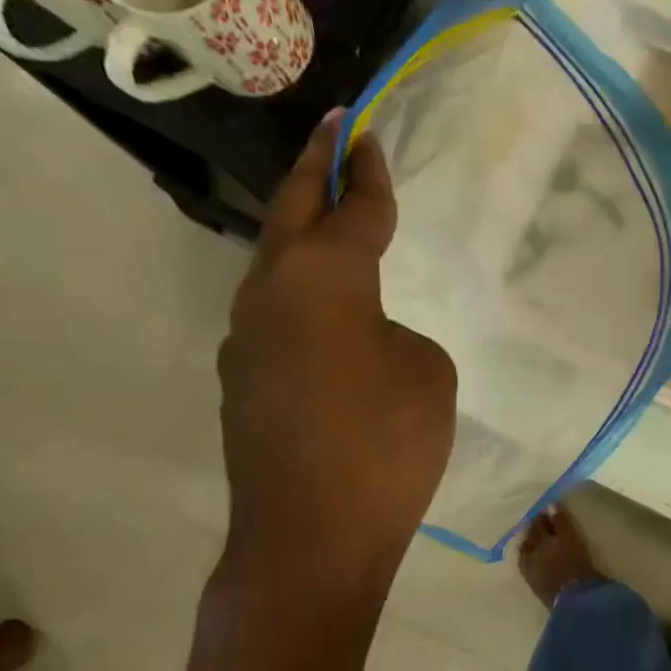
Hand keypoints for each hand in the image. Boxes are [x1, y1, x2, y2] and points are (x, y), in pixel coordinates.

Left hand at [216, 117, 455, 587]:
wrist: (312, 538)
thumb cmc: (387, 445)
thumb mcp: (428, 375)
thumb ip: (398, 334)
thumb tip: (365, 338)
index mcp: (323, 277)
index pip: (352, 209)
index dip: (367, 173)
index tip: (368, 135)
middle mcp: (270, 294)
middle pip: (291, 213)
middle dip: (314, 168)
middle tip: (332, 133)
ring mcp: (246, 341)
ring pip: (275, 268)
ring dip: (301, 236)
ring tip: (328, 223)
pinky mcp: (242, 385)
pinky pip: (277, 321)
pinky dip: (302, 301)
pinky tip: (326, 324)